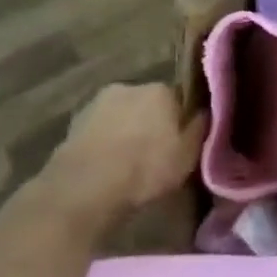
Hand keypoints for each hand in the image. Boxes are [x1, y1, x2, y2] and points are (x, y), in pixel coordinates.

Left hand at [49, 83, 204, 213]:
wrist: (83, 188)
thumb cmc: (146, 168)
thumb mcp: (189, 153)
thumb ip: (200, 128)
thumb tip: (205, 111)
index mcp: (161, 90)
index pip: (180, 98)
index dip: (182, 120)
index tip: (182, 139)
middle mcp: (128, 88)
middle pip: (148, 104)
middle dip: (152, 121)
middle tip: (157, 150)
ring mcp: (95, 105)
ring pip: (121, 116)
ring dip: (126, 131)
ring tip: (130, 160)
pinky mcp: (71, 125)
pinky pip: (99, 131)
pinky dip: (105, 142)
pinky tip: (108, 164)